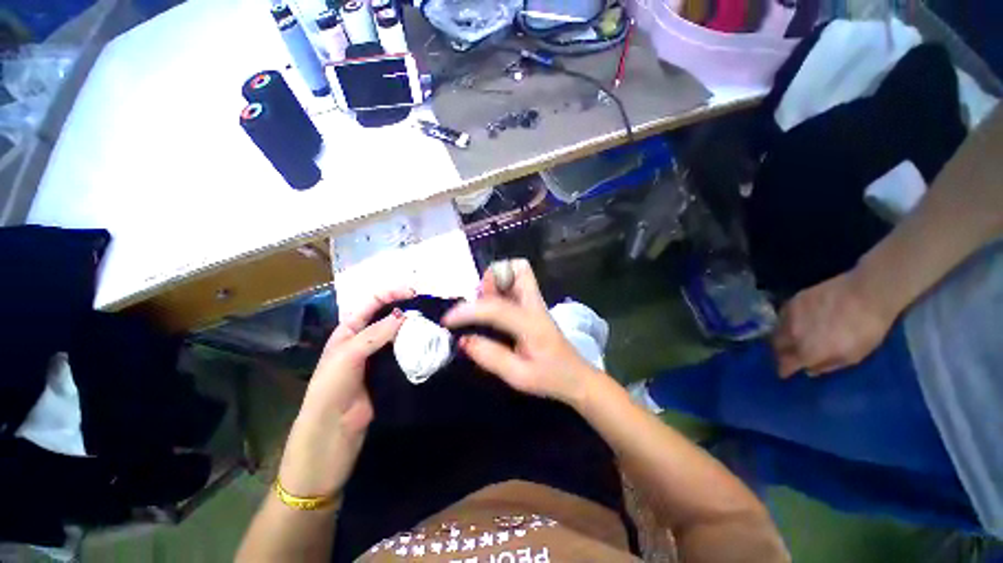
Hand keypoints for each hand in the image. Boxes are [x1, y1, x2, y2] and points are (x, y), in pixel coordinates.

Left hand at [278, 288, 411, 497]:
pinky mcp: (391, 372)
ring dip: (414, 328)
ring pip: (399, 336)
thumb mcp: (347, 356)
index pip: (372, 304)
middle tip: (430, 308)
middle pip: (388, 318)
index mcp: (349, 331)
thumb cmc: (331, 390)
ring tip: (434, 323)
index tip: (415, 292)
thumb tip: (405, 314)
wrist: (332, 434)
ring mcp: (379, 357)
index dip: (391, 294)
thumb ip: (375, 334)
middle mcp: (365, 340)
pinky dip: (417, 347)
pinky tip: (430, 344)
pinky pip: (405, 354)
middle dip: (407, 309)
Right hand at [441, 259, 601, 404]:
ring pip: (518, 272)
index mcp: (531, 323)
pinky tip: (494, 309)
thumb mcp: (518, 376)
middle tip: (479, 300)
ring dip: (496, 281)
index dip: (468, 311)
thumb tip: (463, 339)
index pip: (495, 308)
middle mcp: (535, 305)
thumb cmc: (550, 378)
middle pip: (518, 269)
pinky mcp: (534, 306)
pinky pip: (517, 284)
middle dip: (493, 278)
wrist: (576, 378)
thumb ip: (490, 356)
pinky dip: (501, 287)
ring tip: (484, 304)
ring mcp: (536, 302)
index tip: (447, 321)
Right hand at [772, 271, 895, 378]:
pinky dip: (787, 321)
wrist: (868, 293)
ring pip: (777, 329)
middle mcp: (792, 334)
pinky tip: (798, 321)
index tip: (785, 373)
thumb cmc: (866, 329)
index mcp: (807, 351)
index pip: (784, 364)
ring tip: (792, 337)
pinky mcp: (793, 300)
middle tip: (789, 354)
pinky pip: (783, 315)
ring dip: (782, 336)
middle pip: (776, 346)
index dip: (784, 370)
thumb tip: (809, 370)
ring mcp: (790, 315)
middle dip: (781, 352)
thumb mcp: (854, 356)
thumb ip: (829, 365)